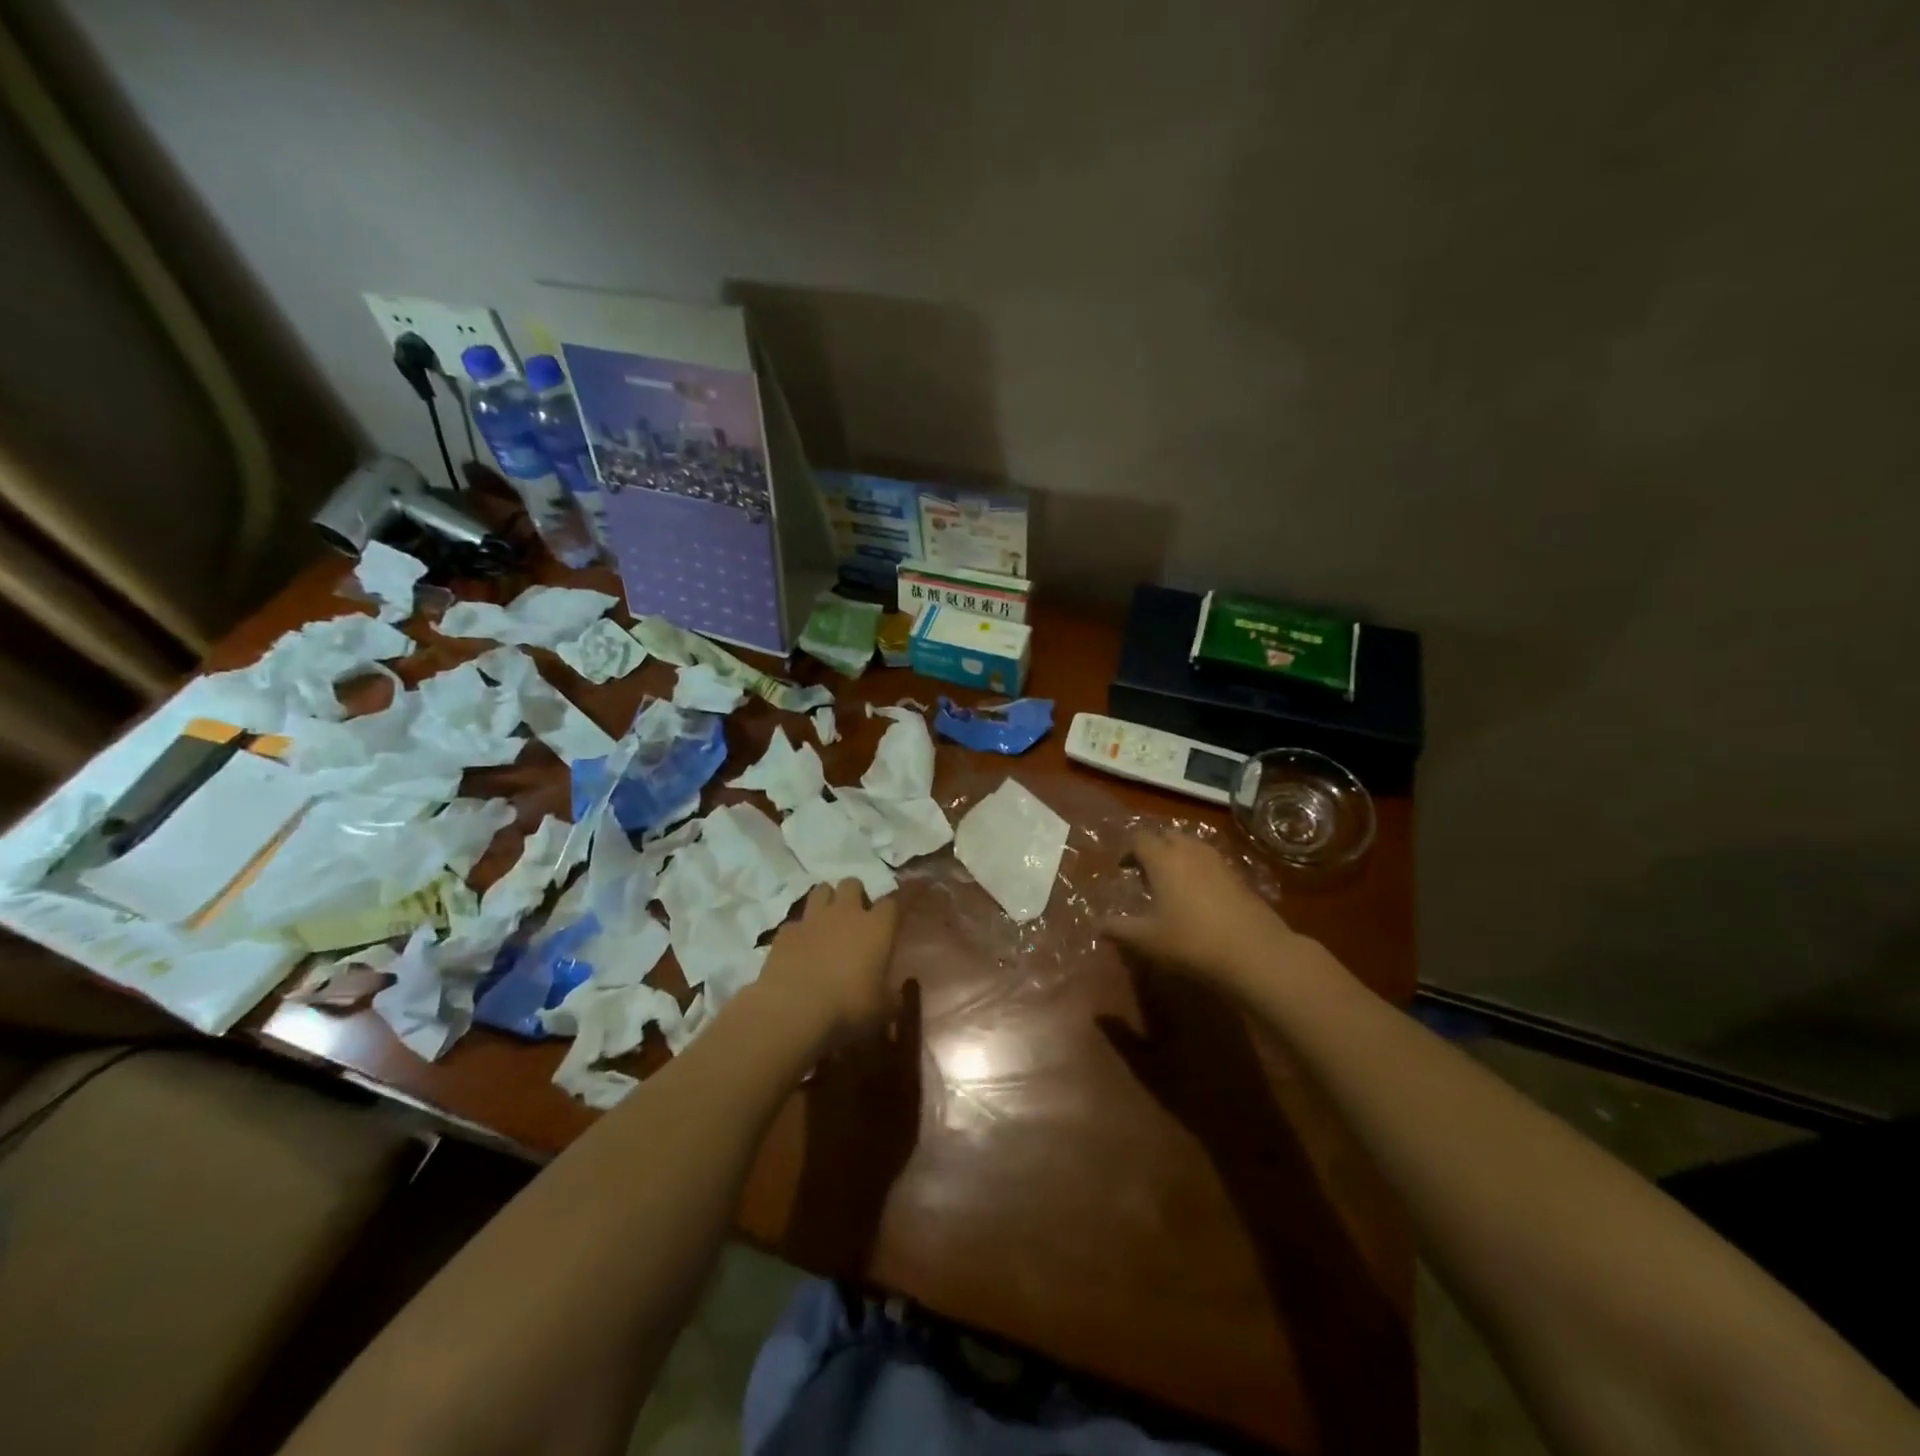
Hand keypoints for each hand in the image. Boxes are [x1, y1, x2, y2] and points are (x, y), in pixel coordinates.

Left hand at [761, 879, 900, 1041]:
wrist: (794, 1011)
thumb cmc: (849, 1008)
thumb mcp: (884, 1010)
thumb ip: (892, 995)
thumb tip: (895, 992)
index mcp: (877, 927)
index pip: (894, 902)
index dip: (896, 905)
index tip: (898, 913)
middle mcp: (846, 913)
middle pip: (853, 884)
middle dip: (855, 895)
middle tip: (856, 918)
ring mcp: (812, 919)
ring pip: (821, 890)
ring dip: (827, 901)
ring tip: (828, 923)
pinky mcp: (785, 932)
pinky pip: (796, 921)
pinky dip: (800, 930)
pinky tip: (800, 948)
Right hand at [1098, 830, 1320, 990]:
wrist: (1255, 953)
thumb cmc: (1191, 942)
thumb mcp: (1147, 940)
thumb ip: (1118, 929)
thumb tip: (1097, 923)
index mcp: (1163, 859)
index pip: (1139, 838)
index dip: (1127, 850)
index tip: (1122, 869)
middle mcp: (1190, 851)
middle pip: (1167, 835)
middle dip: (1154, 848)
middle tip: (1145, 873)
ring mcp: (1218, 862)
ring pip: (1192, 846)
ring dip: (1177, 857)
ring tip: (1171, 884)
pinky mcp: (1239, 877)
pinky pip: (1210, 862)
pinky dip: (1198, 870)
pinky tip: (1198, 898)